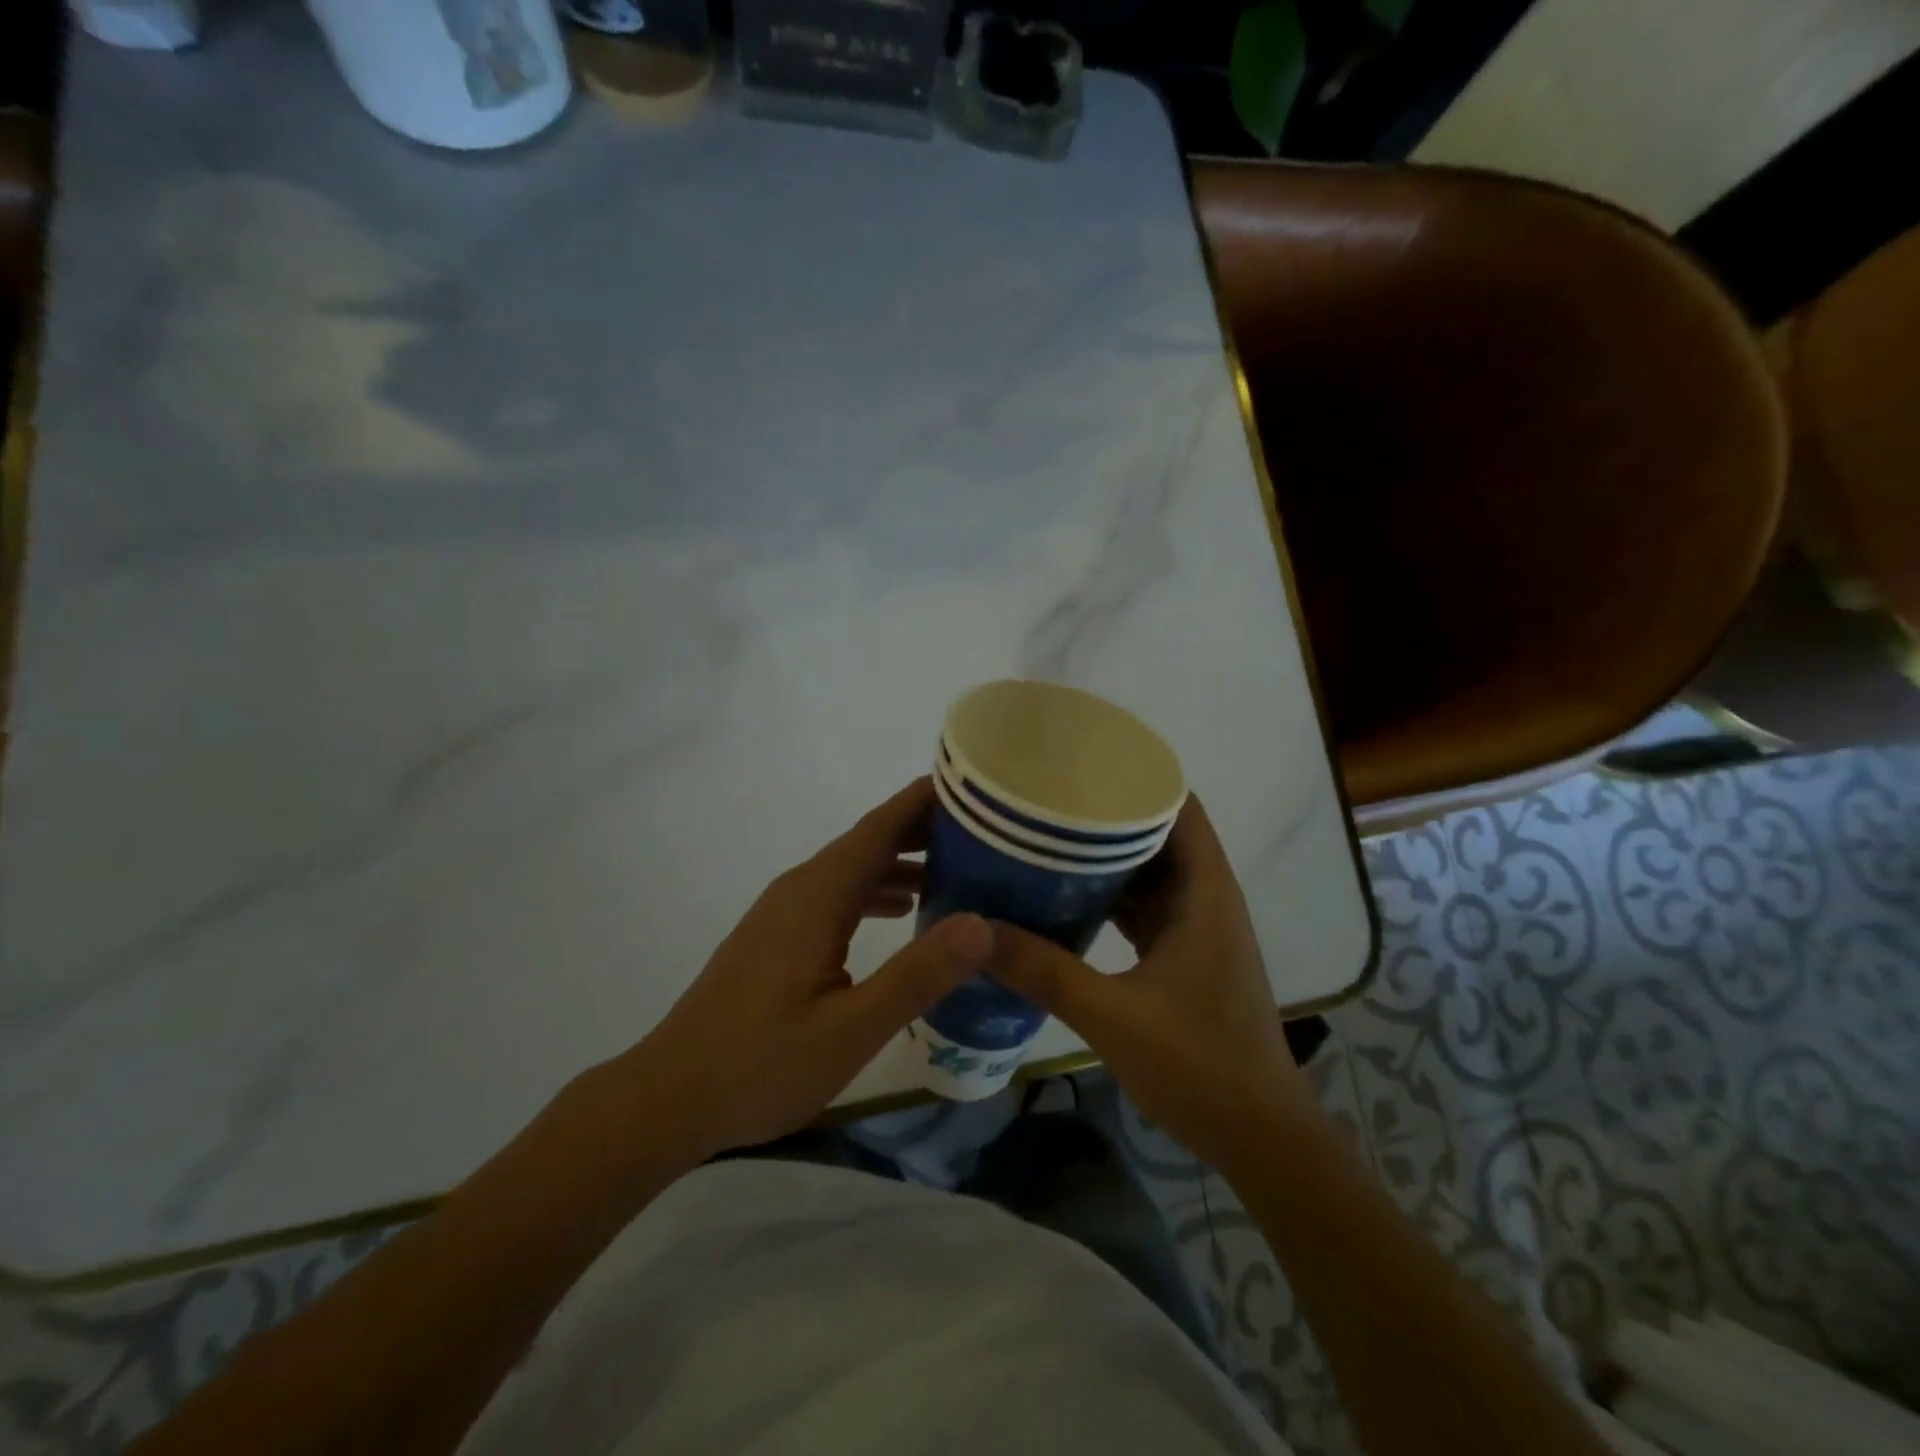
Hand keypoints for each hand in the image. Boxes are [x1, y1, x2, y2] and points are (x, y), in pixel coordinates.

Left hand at [613, 778, 990, 1163]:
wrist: (669, 1097)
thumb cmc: (761, 1064)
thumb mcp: (852, 1028)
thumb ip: (917, 975)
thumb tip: (982, 924)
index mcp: (818, 896)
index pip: (880, 827)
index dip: (925, 801)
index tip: (974, 787)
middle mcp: (800, 889)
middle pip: (868, 840)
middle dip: (923, 828)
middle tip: (984, 831)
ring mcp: (783, 911)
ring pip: (852, 867)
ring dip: (901, 859)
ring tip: (957, 868)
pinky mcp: (776, 935)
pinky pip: (836, 892)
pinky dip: (875, 889)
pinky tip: (901, 911)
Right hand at [986, 795, 1313, 1168]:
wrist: (1261, 1139)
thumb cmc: (1201, 1066)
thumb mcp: (1112, 1015)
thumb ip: (1044, 971)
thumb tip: (976, 931)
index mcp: (1204, 892)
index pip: (1178, 805)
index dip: (1137, 777)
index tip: (1082, 763)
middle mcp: (1206, 898)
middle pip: (1159, 833)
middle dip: (1107, 815)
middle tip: (1046, 802)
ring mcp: (1198, 928)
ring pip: (1150, 872)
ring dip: (1108, 858)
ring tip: (1047, 839)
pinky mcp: (1187, 955)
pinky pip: (1147, 907)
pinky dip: (1113, 897)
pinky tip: (1068, 898)